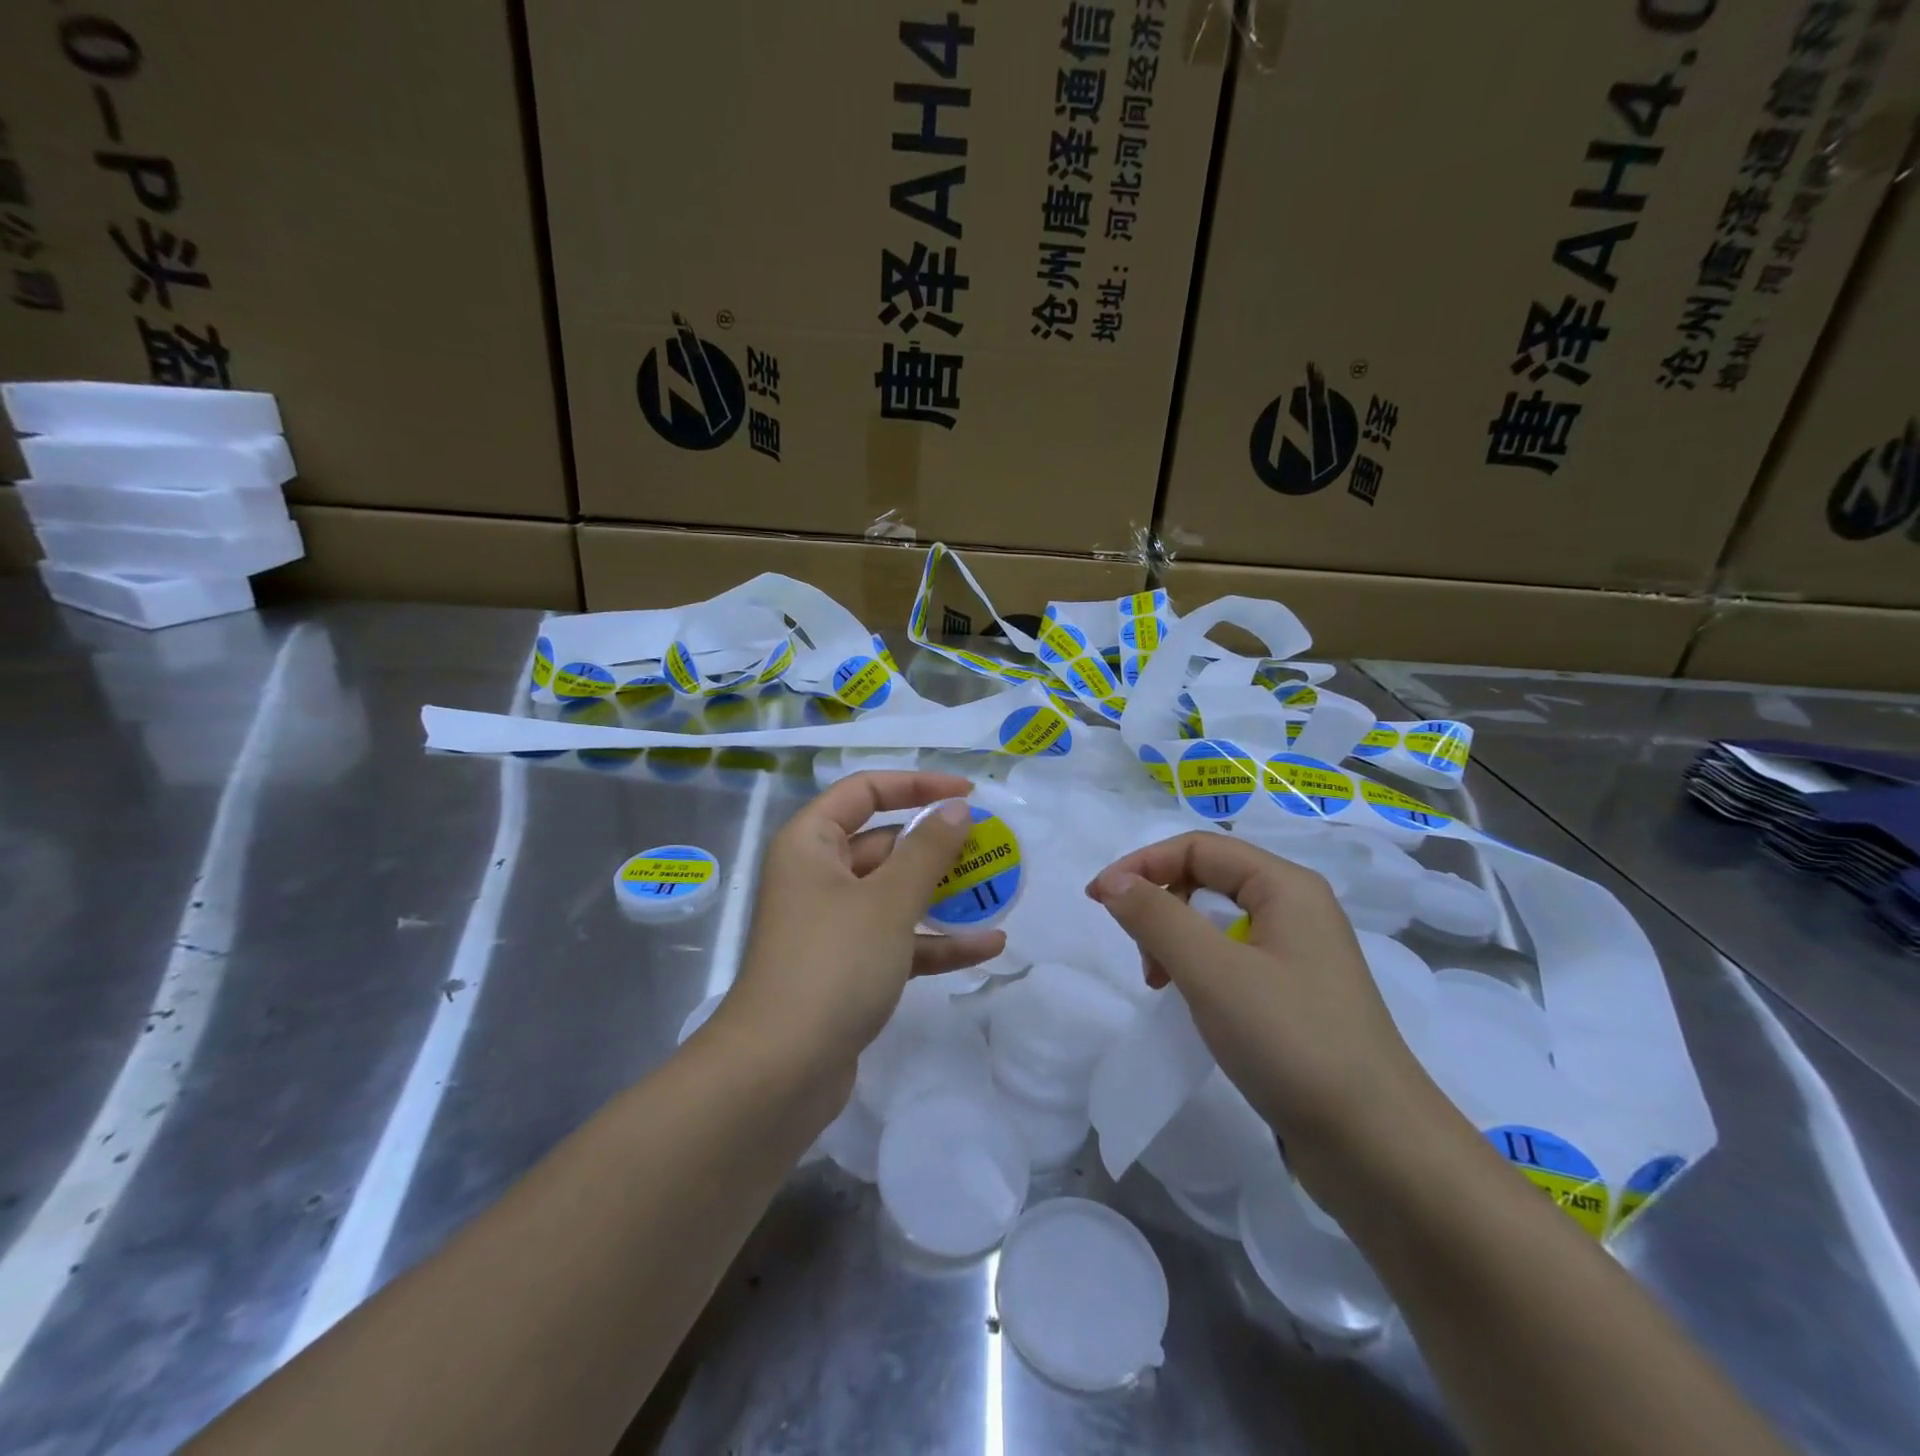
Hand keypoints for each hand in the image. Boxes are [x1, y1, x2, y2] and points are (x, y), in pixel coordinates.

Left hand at [720, 772, 1006, 1078]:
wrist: (779, 1074)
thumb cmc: (833, 964)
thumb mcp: (888, 900)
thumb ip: (928, 850)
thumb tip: (956, 809)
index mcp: (811, 843)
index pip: (865, 791)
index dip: (916, 784)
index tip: (967, 793)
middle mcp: (817, 876)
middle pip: (883, 843)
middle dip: (937, 846)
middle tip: (991, 846)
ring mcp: (831, 926)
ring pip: (894, 895)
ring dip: (943, 895)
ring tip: (998, 892)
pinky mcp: (847, 969)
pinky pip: (896, 940)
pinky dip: (936, 942)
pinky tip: (987, 947)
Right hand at [1087, 832, 1456, 1183]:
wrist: (1379, 1149)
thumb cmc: (1292, 1042)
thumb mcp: (1212, 972)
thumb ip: (1156, 917)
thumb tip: (1112, 881)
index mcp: (1286, 887)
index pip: (1198, 848)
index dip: (1142, 864)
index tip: (1097, 900)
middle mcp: (1297, 910)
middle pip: (1208, 878)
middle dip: (1161, 905)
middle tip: (1142, 958)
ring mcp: (1301, 956)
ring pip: (1218, 922)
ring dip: (1177, 941)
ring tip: (1162, 986)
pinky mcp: (1297, 998)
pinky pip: (1234, 961)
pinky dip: (1200, 971)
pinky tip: (1196, 1006)